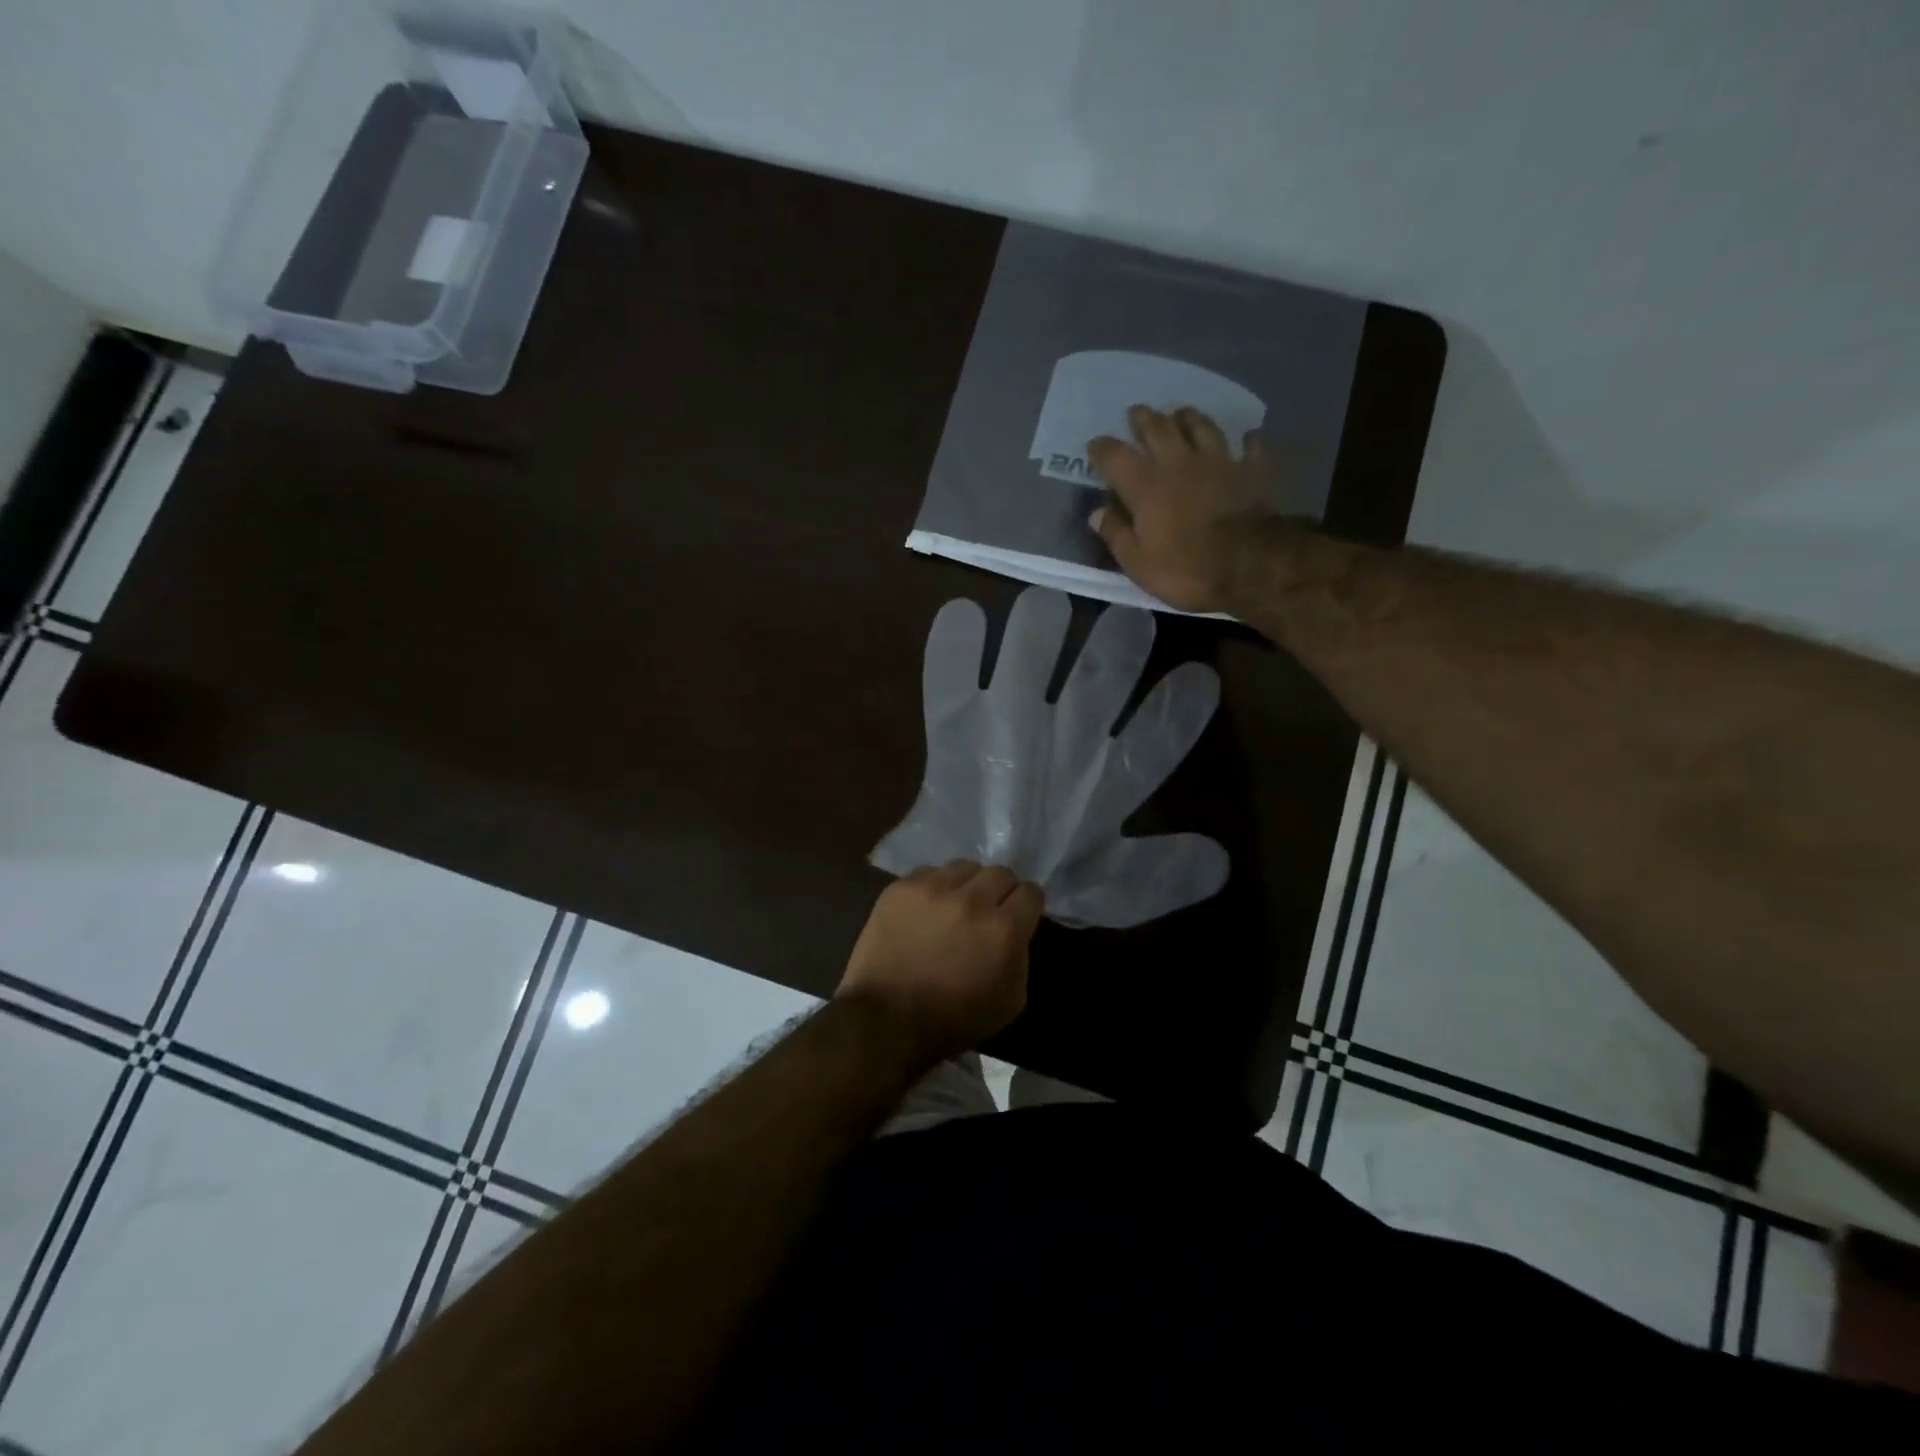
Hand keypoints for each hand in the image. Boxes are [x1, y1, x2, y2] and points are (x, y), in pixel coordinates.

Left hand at [837, 861, 1042, 1064]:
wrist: (886, 1018)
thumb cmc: (953, 1019)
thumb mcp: (1010, 1001)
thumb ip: (1020, 957)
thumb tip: (1015, 933)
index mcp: (1003, 928)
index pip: (1031, 892)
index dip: (1028, 904)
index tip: (1020, 913)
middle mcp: (972, 899)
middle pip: (1000, 872)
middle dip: (1001, 890)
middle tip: (989, 910)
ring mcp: (933, 888)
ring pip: (964, 867)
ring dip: (967, 884)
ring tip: (956, 904)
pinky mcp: (902, 888)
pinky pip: (929, 873)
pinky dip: (934, 888)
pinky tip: (927, 909)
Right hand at [1087, 404, 1278, 614]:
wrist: (1249, 564)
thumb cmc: (1185, 568)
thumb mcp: (1138, 563)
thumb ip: (1116, 534)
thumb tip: (1096, 513)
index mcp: (1146, 486)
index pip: (1115, 456)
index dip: (1102, 448)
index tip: (1095, 446)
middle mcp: (1179, 463)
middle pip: (1158, 428)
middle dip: (1143, 418)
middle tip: (1136, 413)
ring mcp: (1219, 461)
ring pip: (1201, 426)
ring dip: (1188, 417)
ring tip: (1181, 414)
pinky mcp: (1251, 470)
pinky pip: (1251, 446)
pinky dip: (1248, 440)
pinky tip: (1247, 437)